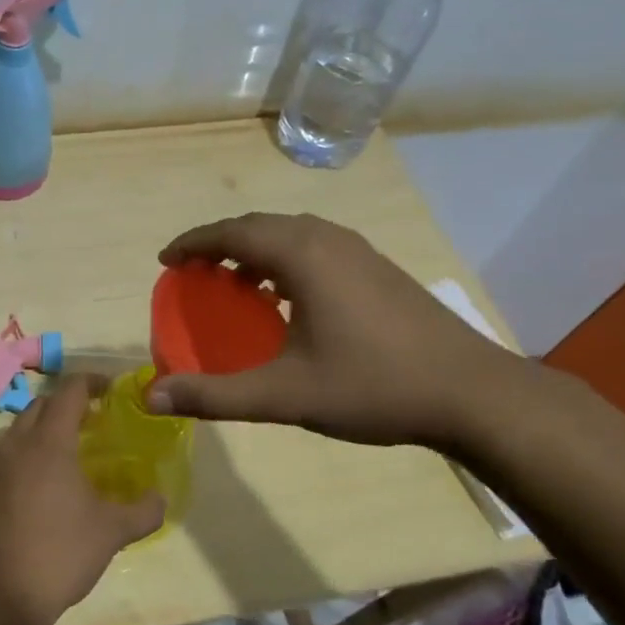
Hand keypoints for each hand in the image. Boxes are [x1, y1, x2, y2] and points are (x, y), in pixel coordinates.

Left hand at [0, 376, 165, 624]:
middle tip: (89, 423)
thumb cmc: (60, 554)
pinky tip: (32, 493)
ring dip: (39, 434)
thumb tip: (160, 499)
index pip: (69, 391)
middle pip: (39, 407)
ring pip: (15, 434)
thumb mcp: (112, 533)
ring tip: (61, 458)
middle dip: (64, 406)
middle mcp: (14, 445)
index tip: (109, 389)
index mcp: (49, 443)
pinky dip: (19, 464)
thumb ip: (143, 511)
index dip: (91, 382)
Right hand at [144, 212, 532, 451]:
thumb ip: (214, 395)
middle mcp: (327, 239)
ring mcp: (359, 251)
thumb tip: (151, 398)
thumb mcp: (284, 395)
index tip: (166, 260)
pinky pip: (314, 248)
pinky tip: (286, 299)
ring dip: (254, 250)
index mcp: (301, 255)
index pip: (231, 232)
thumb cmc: (372, 386)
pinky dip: (284, 260)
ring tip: (234, 283)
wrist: (472, 394)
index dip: (193, 243)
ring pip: (290, 235)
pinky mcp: (378, 268)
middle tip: (193, 271)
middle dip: (220, 243)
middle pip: (259, 226)